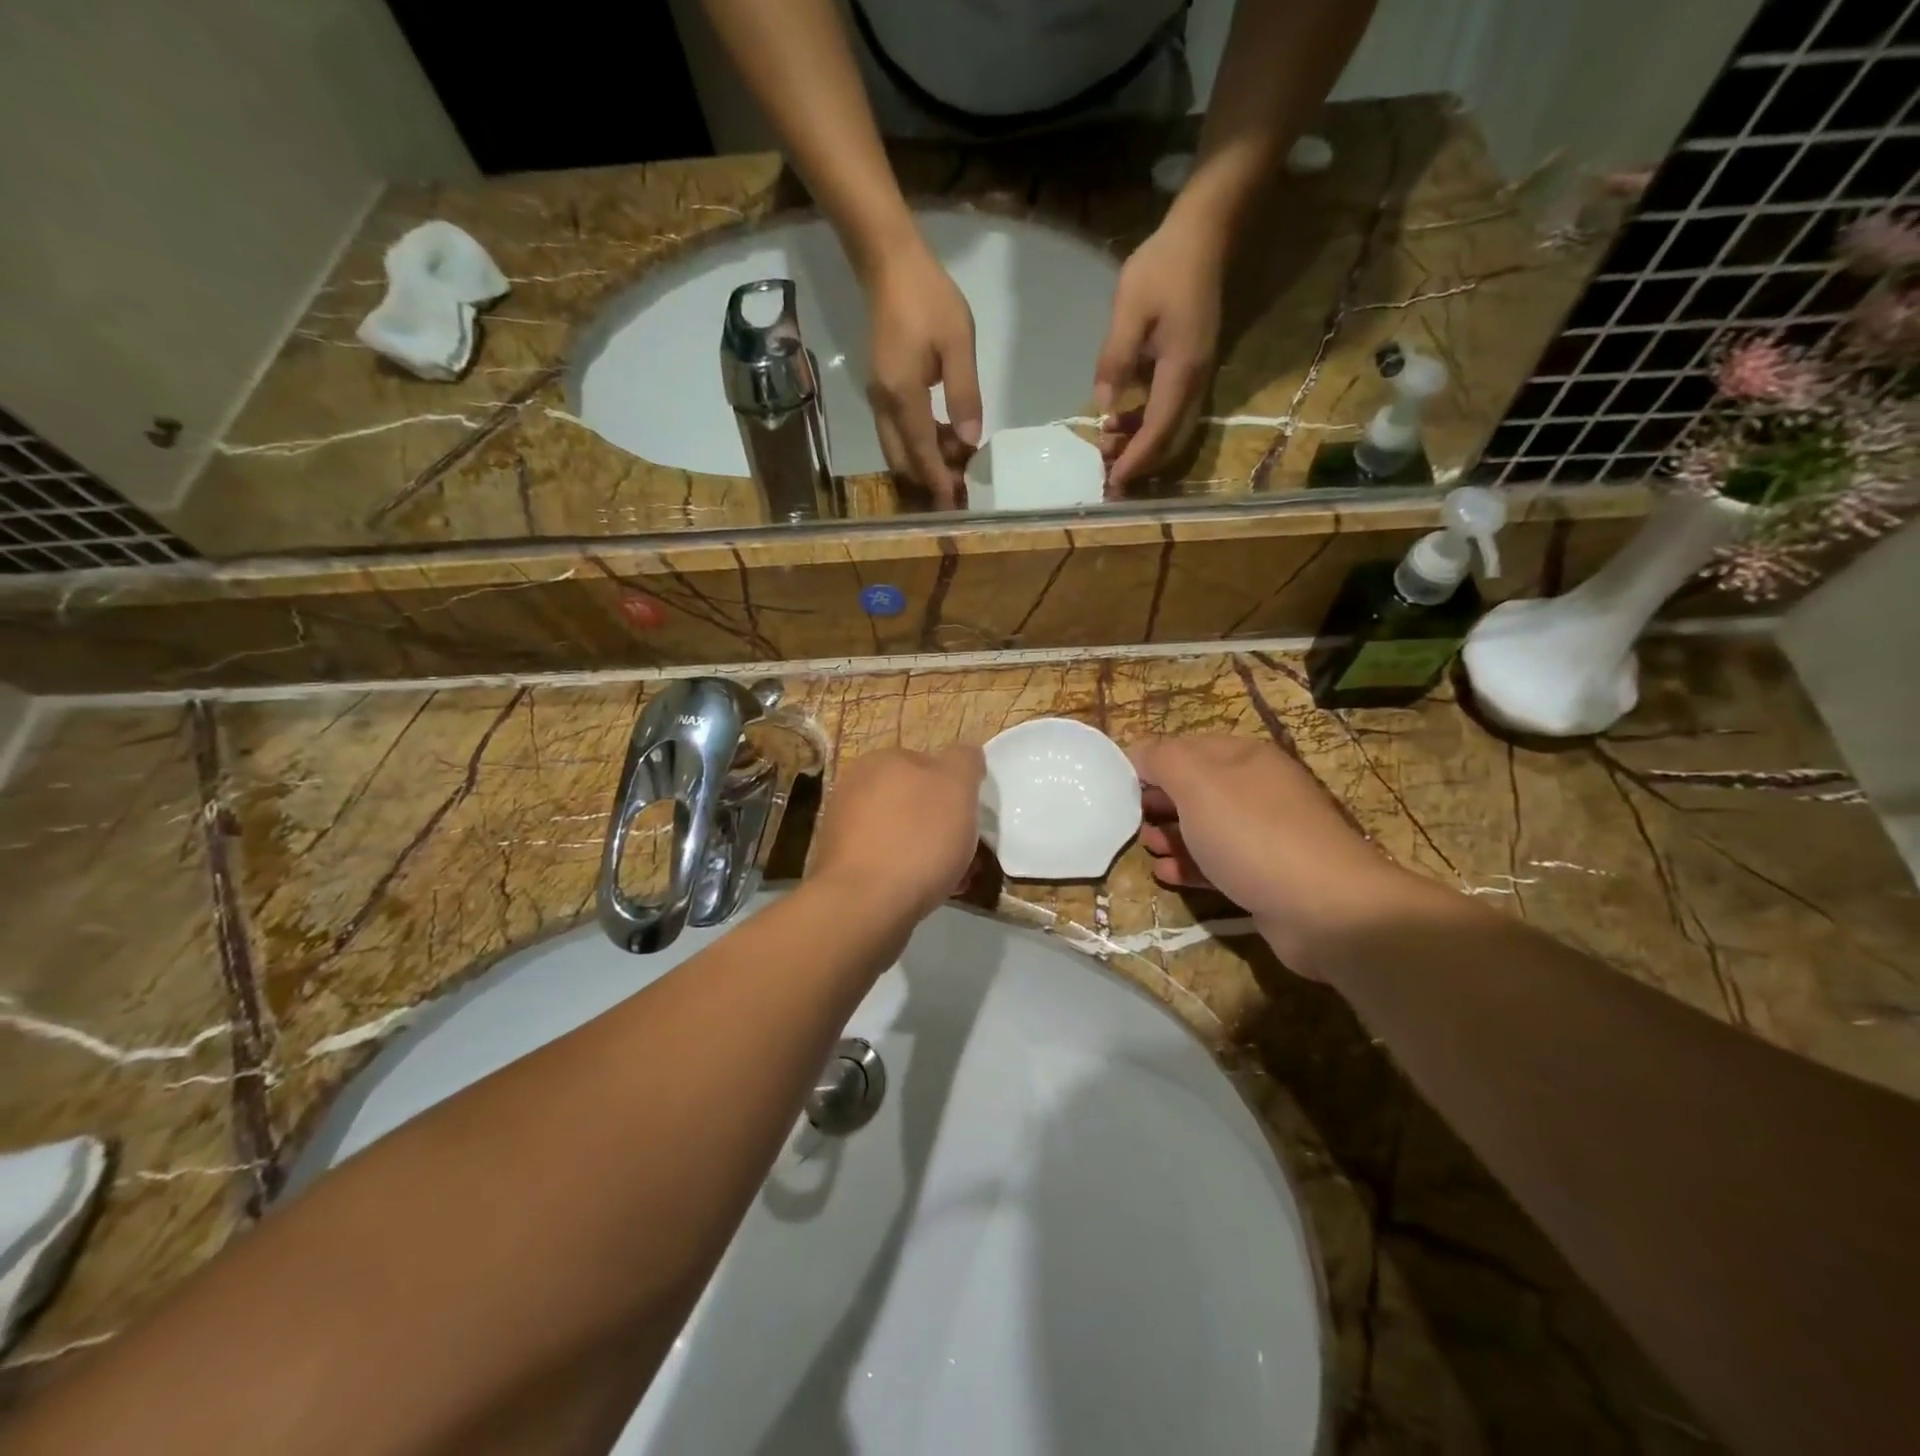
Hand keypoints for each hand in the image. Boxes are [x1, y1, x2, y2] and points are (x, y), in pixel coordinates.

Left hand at [809, 745, 984, 919]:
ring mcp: (843, 829)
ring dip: (930, 852)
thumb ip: (964, 761)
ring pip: (903, 834)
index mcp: (880, 761)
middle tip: (968, 853)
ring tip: (954, 880)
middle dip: (944, 825)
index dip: (956, 790)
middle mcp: (855, 788)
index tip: (972, 818)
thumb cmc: (917, 839)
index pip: (929, 763)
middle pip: (915, 802)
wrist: (864, 905)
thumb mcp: (956, 786)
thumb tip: (964, 755)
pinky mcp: (842, 866)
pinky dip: (909, 873)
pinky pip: (887, 862)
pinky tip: (928, 894)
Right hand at [863, 243, 982, 500]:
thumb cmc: (928, 299)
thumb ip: (965, 395)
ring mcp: (877, 399)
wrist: (889, 265)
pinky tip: (944, 436)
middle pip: (902, 461)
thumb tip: (970, 440)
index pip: (922, 453)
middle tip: (961, 484)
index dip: (939, 481)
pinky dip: (918, 445)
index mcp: (902, 396)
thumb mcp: (958, 343)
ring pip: (897, 450)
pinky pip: (896, 433)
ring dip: (924, 463)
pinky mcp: (880, 391)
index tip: (954, 503)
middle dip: (929, 479)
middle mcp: (883, 405)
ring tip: (959, 459)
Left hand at [1094, 211, 1225, 490]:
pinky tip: (1118, 421)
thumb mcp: (1129, 310)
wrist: (1204, 235)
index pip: (1158, 431)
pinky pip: (1170, 413)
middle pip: (1170, 441)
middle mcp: (1195, 382)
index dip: (1136, 460)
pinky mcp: (1191, 370)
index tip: (1113, 482)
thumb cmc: (1163, 268)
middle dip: (1140, 463)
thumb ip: (1116, 359)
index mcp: (1181, 371)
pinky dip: (1146, 426)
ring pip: (1172, 430)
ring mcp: (1197, 377)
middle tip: (1105, 474)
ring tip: (1106, 447)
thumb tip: (1102, 406)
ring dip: (1141, 446)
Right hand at [1128, 736, 1416, 974]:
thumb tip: (1137, 751)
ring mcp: (1264, 834)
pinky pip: (1218, 863)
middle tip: (1129, 821)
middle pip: (1194, 788)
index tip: (1117, 788)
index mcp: (1244, 758)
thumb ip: (1162, 759)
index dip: (1149, 763)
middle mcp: (1257, 789)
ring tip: (1146, 849)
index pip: (1184, 748)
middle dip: (1158, 802)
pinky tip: (1166, 875)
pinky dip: (1190, 865)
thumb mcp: (1198, 783)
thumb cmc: (1253, 834)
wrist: (1325, 909)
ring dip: (1171, 836)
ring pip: (1204, 828)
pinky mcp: (1265, 875)